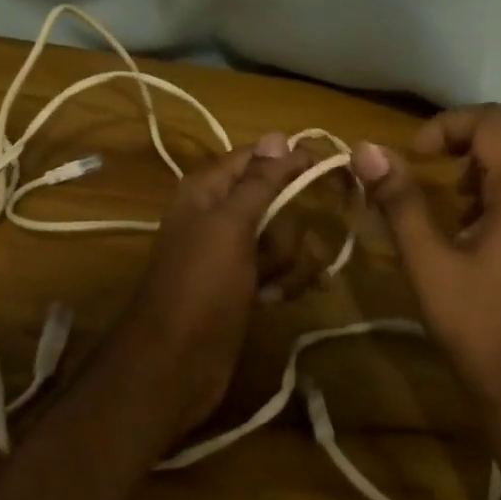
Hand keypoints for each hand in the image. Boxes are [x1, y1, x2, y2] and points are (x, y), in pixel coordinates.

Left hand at [113, 133, 313, 442]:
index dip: (290, 162)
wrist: (174, 364)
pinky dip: (281, 284)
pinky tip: (269, 302)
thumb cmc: (200, 286)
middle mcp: (220, 215)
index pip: (258, 158)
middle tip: (272, 252)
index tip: (326, 170)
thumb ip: (258, 181)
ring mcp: (232, 253)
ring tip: (268, 287)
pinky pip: (279, 270)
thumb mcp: (230, 226)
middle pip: (277, 201)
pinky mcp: (244, 286)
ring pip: (283, 239)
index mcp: (209, 190)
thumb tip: (278, 135)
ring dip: (287, 263)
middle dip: (286, 230)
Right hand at [350, 105, 500, 421]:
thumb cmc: (477, 323)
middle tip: (445, 150)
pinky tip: (467, 220)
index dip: (447, 124)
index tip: (414, 155)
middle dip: (484, 124)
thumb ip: (399, 200)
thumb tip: (366, 149)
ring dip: (494, 153)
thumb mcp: (427, 262)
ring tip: (452, 186)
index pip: (492, 121)